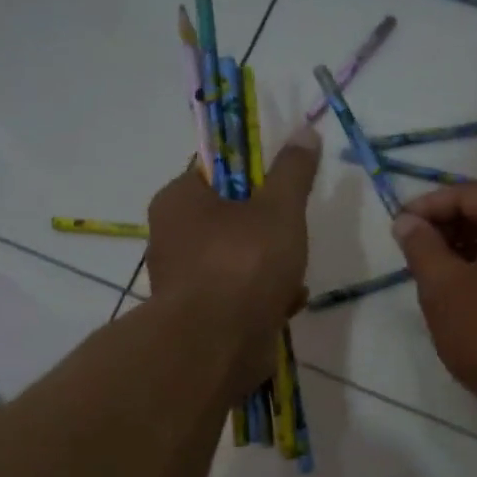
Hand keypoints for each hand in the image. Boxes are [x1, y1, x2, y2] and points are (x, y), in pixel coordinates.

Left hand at [146, 122, 320, 389]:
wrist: (218, 345)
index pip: (215, 172)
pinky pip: (236, 296)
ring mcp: (183, 281)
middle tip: (292, 236)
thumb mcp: (279, 208)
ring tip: (296, 277)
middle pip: (229, 220)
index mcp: (179, 200)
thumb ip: (293, 171)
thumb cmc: (243, 263)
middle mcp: (172, 237)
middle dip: (268, 230)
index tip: (282, 191)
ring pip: (236, 261)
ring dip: (271, 268)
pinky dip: (262, 298)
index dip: (253, 177)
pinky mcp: (198, 318)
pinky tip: (287, 304)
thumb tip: (305, 131)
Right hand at [391, 183, 476, 408]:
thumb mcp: (444, 287)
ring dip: (466, 252)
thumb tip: (408, 222)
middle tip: (413, 251)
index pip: (471, 193)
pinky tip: (462, 298)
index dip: (429, 206)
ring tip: (432, 276)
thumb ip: (422, 247)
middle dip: (448, 228)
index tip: (399, 226)